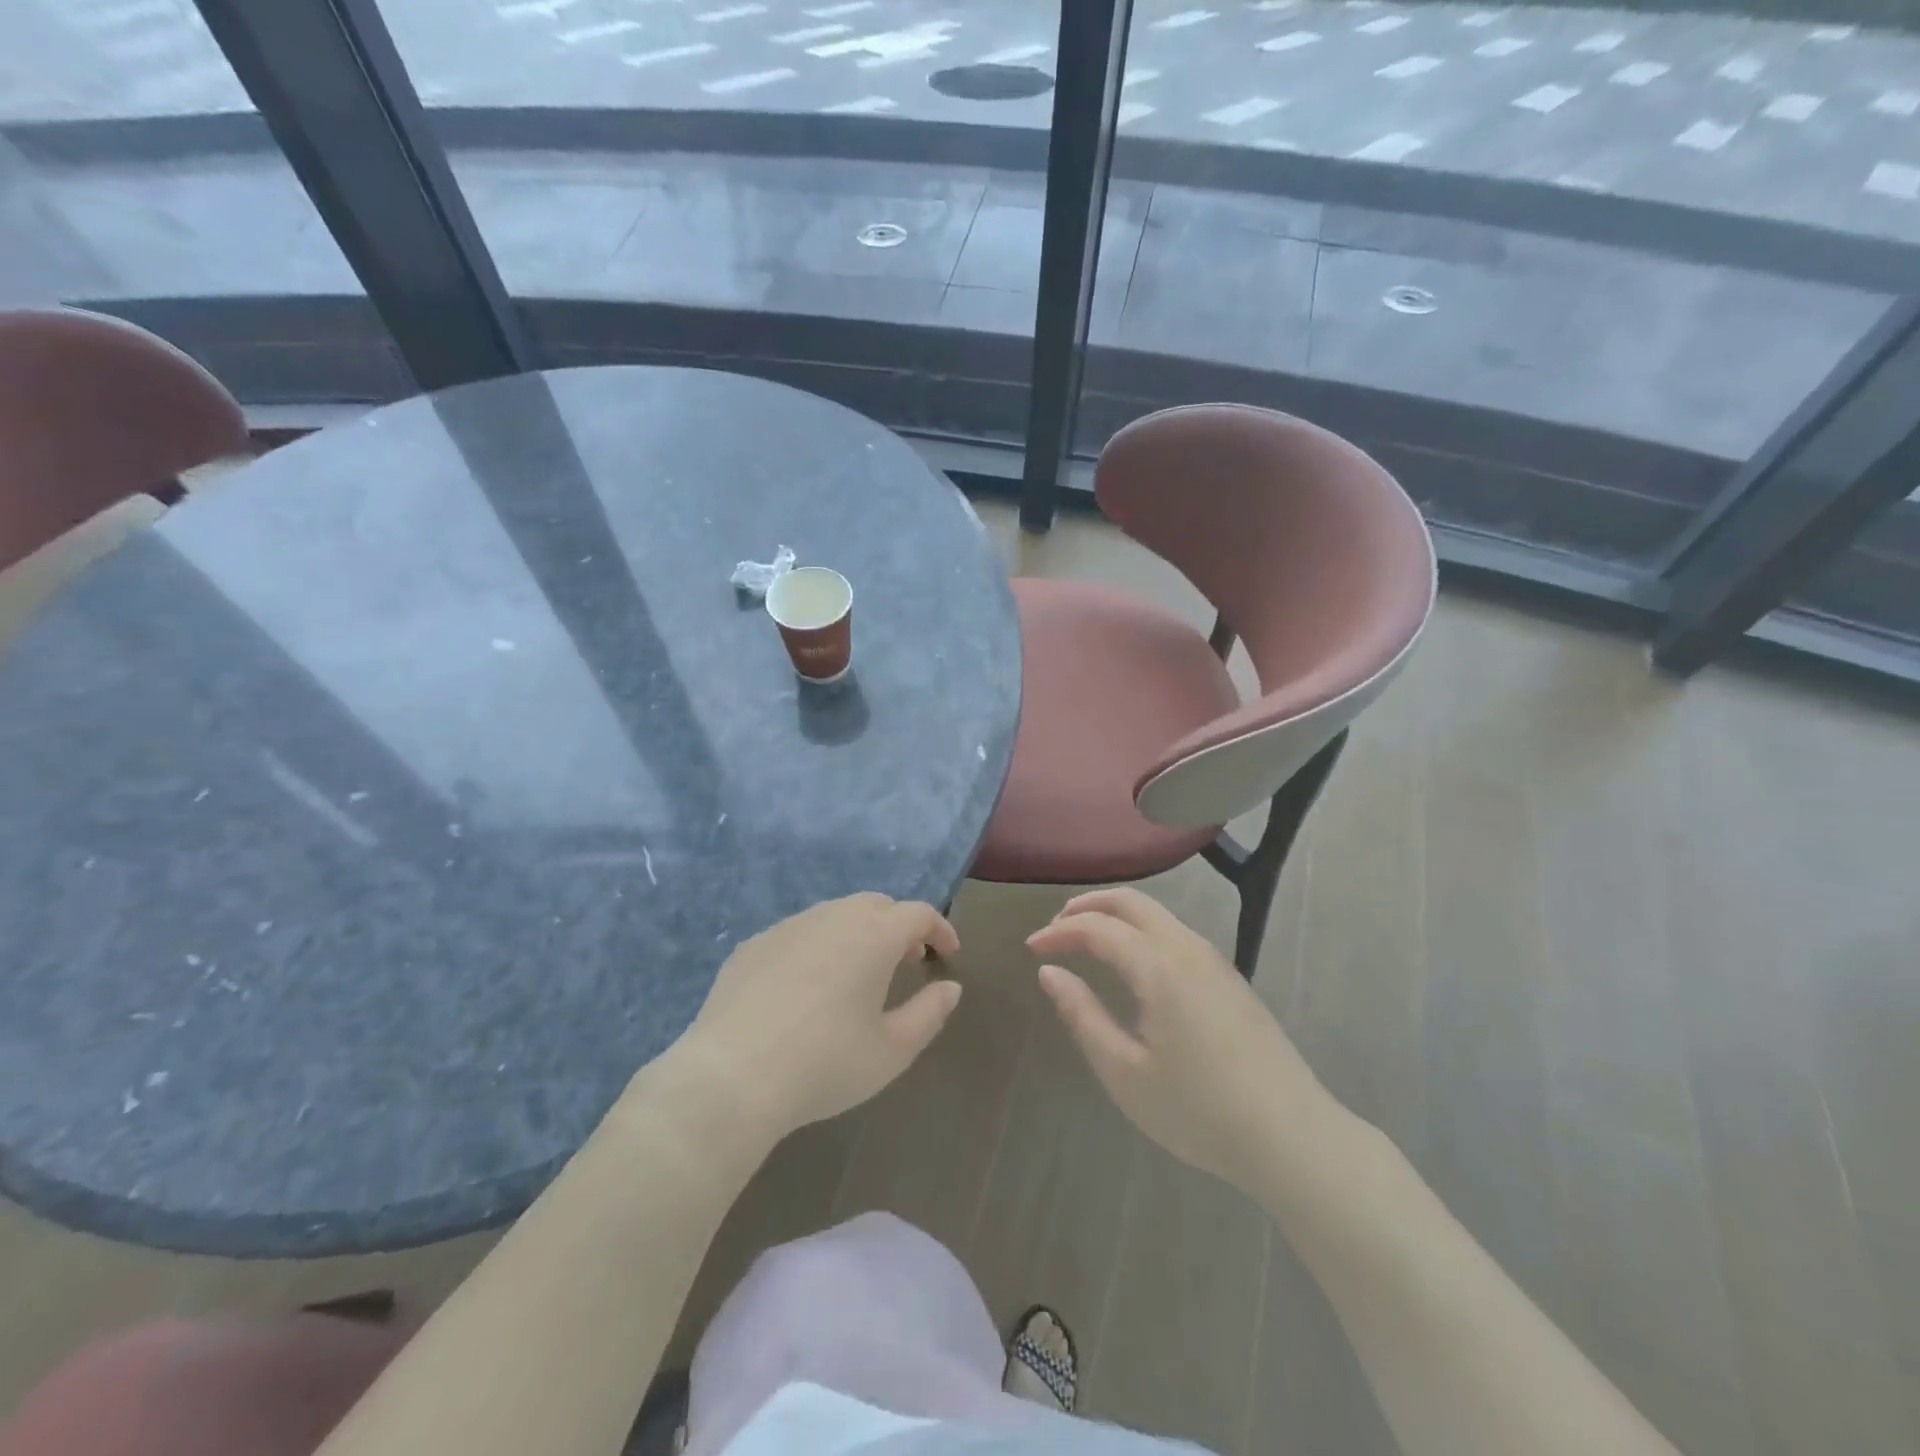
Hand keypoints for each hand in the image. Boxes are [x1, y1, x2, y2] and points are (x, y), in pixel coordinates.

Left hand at [677, 893, 961, 1136]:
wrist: (732, 1077)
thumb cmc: (825, 1063)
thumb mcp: (893, 1050)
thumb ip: (930, 1013)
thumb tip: (950, 988)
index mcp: (873, 935)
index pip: (918, 914)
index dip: (940, 929)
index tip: (949, 954)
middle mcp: (832, 917)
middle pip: (877, 905)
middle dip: (899, 926)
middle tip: (908, 960)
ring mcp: (788, 927)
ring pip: (835, 914)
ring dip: (858, 933)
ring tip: (860, 972)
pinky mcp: (753, 945)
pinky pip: (798, 933)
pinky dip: (818, 946)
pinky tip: (808, 986)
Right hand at [1027, 888, 1325, 1193]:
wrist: (1292, 1137)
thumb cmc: (1199, 1111)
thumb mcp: (1125, 1073)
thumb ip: (1082, 1016)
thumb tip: (1049, 972)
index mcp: (1159, 967)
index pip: (1098, 927)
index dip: (1060, 932)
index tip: (1032, 949)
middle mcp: (1188, 949)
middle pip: (1131, 902)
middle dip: (1088, 906)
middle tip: (1055, 929)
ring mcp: (1215, 960)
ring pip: (1157, 915)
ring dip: (1116, 916)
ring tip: (1086, 940)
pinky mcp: (1230, 978)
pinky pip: (1176, 933)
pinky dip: (1141, 931)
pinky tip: (1132, 962)